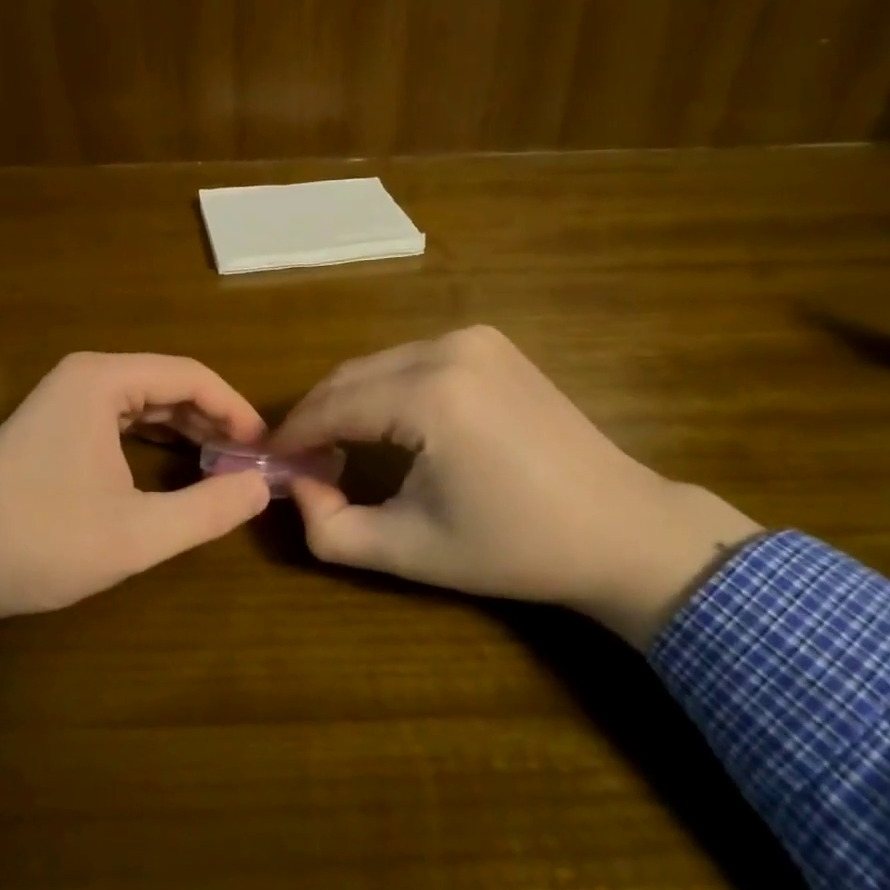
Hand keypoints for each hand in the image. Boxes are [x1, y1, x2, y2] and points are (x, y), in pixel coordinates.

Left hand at [0, 353, 270, 715]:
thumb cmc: (41, 541)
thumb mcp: (137, 533)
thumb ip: (207, 510)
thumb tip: (261, 488)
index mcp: (103, 380)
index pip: (191, 375)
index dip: (235, 408)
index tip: (264, 447)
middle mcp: (83, 376)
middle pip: (168, 383)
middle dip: (212, 418)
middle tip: (248, 460)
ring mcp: (62, 399)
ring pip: (143, 400)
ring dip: (185, 428)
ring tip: (221, 463)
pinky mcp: (52, 425)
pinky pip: (119, 417)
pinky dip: (153, 437)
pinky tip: (174, 465)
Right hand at [268, 326, 761, 647]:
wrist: (621, 528)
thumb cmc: (515, 548)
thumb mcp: (410, 551)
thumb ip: (330, 528)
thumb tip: (295, 487)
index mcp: (429, 396)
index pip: (332, 406)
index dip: (292, 435)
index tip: (268, 462)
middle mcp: (447, 349)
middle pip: (350, 377)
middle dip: (316, 416)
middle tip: (300, 461)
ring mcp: (473, 338)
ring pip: (378, 364)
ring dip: (348, 401)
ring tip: (338, 448)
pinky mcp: (491, 342)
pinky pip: (412, 359)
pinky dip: (385, 387)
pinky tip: (387, 424)